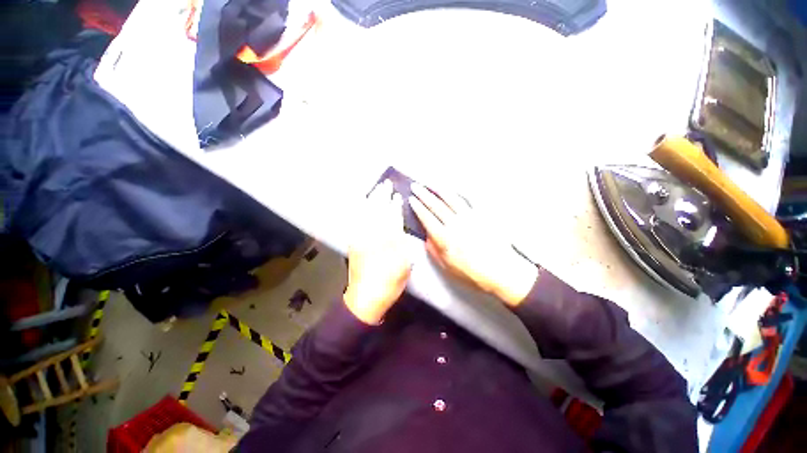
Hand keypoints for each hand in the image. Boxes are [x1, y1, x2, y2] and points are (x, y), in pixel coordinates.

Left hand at [344, 180, 411, 324]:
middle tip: (386, 184)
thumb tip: (399, 226)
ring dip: (371, 199)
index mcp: (388, 240)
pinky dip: (360, 209)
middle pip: (378, 210)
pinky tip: (363, 203)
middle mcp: (373, 235)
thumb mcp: (405, 263)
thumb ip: (402, 241)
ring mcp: (360, 237)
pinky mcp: (353, 242)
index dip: (395, 204)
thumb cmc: (390, 282)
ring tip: (376, 189)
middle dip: (382, 195)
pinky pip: (356, 220)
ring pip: (366, 213)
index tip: (397, 195)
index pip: (392, 216)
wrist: (366, 298)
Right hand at [410, 184, 537, 306]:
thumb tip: (426, 235)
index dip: (418, 208)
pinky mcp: (480, 216)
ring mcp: (469, 218)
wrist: (501, 271)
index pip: (427, 218)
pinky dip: (456, 195)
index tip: (411, 199)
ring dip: (439, 190)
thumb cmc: (472, 273)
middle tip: (416, 186)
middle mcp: (455, 225)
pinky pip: (466, 202)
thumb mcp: (447, 267)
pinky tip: (451, 191)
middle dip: (424, 195)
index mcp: (445, 238)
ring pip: (451, 200)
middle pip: (436, 206)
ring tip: (431, 184)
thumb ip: (434, 250)